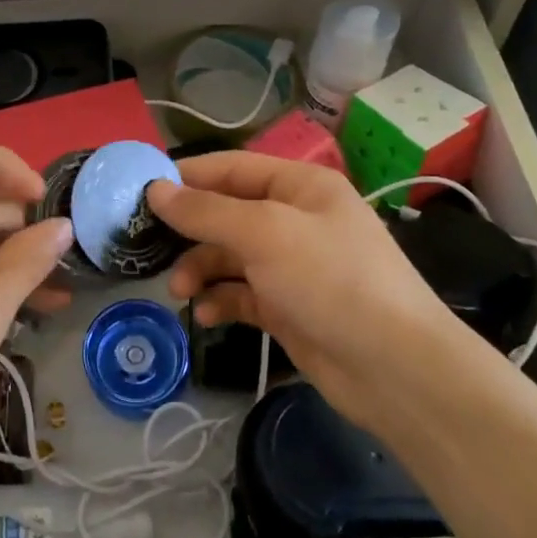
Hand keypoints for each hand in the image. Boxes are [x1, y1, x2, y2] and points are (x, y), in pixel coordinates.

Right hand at [147, 153, 471, 438]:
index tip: (141, 192)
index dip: (187, 177)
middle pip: (228, 213)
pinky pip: (243, 294)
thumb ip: (206, 211)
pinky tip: (206, 315)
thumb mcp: (264, 234)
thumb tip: (155, 190)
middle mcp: (296, 219)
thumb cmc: (330, 280)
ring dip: (201, 269)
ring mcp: (294, 266)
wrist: (395, 369)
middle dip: (190, 230)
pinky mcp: (289, 307)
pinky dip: (222, 300)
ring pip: (231, 255)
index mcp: (301, 186)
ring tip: (180, 291)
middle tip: (149, 247)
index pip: (232, 168)